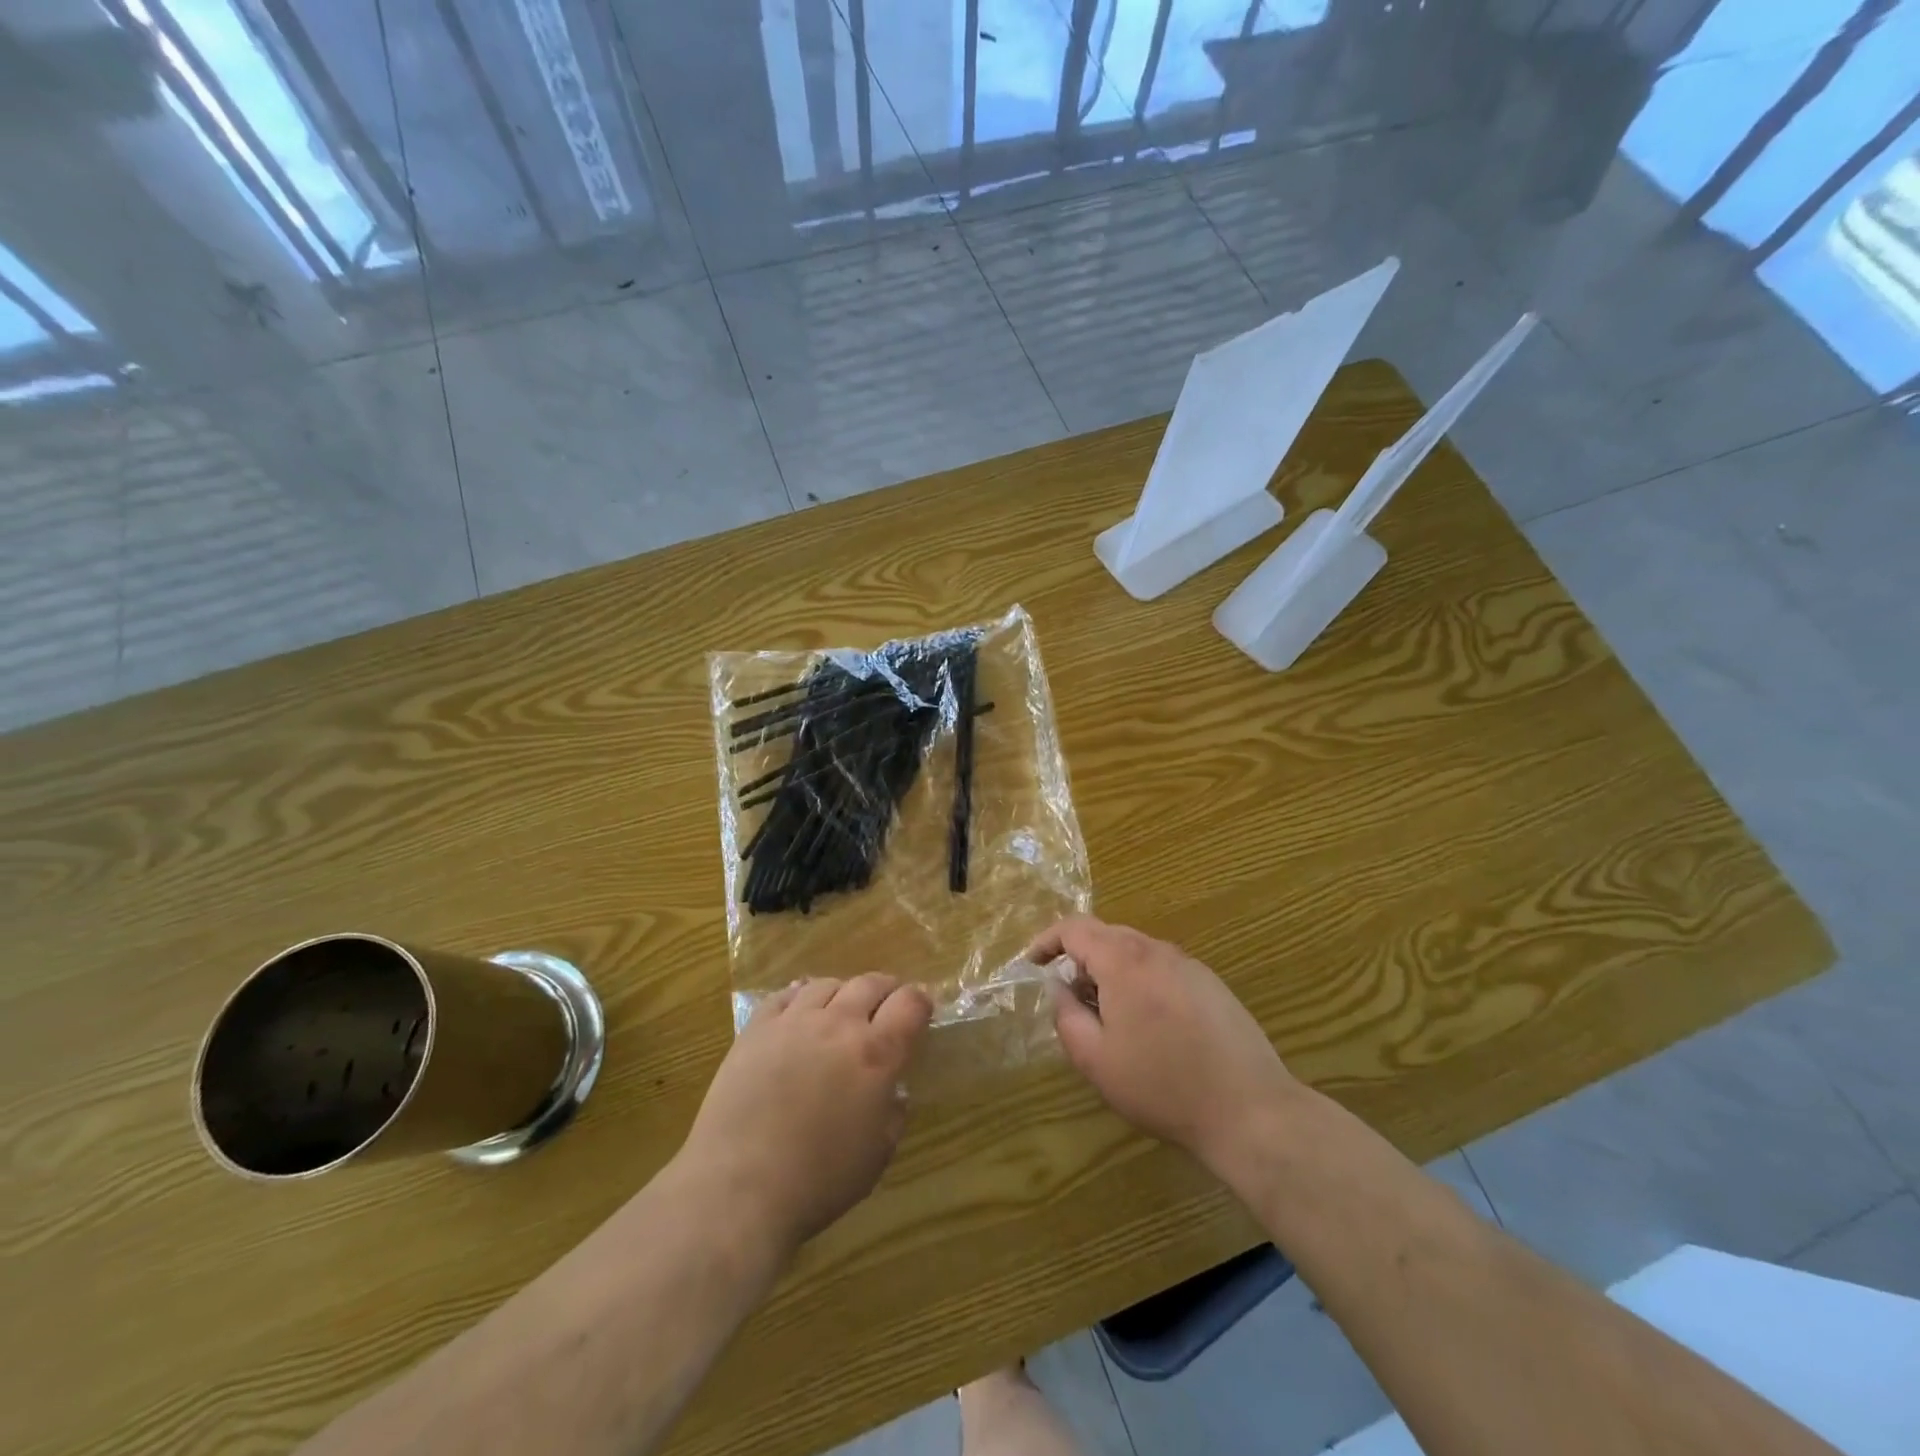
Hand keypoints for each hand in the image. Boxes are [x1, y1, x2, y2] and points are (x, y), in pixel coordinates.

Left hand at [677, 975, 931, 1256]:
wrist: (738, 1188)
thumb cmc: (817, 1182)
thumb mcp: (876, 1156)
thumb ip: (892, 1114)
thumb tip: (893, 1091)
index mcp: (876, 1054)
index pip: (910, 1004)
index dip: (920, 1002)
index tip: (922, 1010)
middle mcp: (839, 1024)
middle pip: (870, 983)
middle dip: (886, 990)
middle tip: (886, 1006)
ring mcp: (794, 1021)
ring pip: (827, 984)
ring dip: (843, 993)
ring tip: (841, 1009)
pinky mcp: (756, 1028)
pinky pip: (785, 995)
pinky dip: (800, 996)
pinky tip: (800, 1010)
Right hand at [1036, 917, 1299, 1177]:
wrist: (1249, 1109)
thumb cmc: (1162, 1085)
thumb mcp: (1096, 1059)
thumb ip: (1066, 1015)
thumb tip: (1059, 987)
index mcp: (1123, 960)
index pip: (1074, 928)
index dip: (1047, 941)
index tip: (1032, 963)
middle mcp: (1156, 950)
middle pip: (1106, 935)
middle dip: (1080, 958)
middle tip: (1070, 997)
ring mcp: (1189, 964)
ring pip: (1136, 951)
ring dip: (1111, 970)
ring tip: (1108, 1015)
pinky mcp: (1212, 984)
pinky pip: (1162, 968)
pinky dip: (1140, 981)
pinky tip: (1149, 1024)